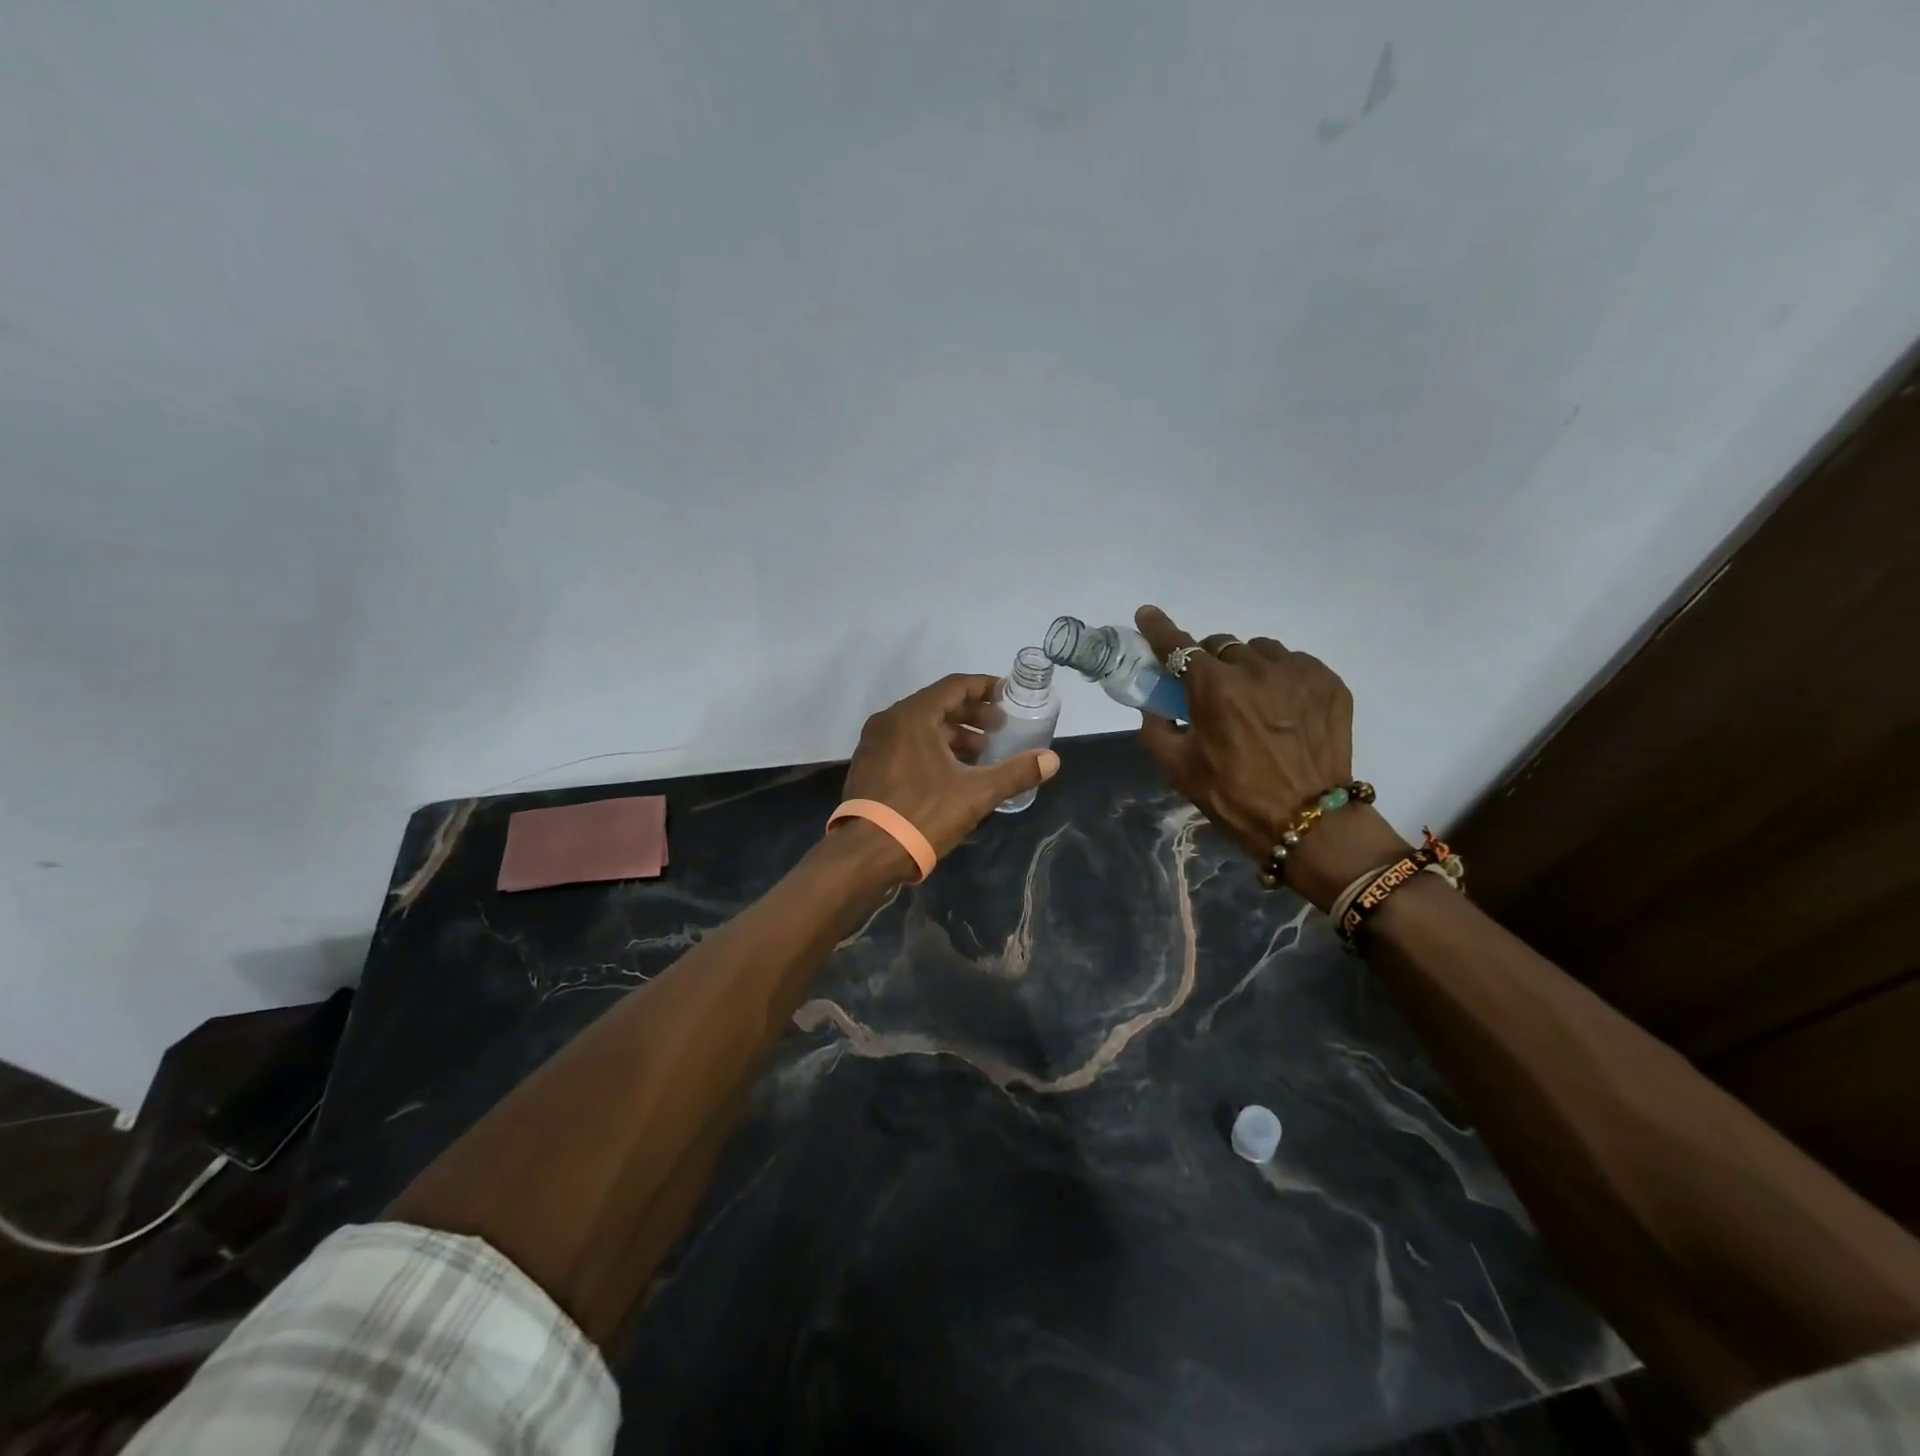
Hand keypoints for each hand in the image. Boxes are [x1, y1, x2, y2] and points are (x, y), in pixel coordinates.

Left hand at [842, 674, 1060, 866]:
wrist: (867, 853)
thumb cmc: (923, 814)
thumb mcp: (976, 794)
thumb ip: (1016, 773)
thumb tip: (1052, 760)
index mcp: (913, 716)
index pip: (954, 686)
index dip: (984, 688)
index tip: (1008, 695)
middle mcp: (889, 721)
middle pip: (937, 704)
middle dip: (971, 713)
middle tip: (999, 727)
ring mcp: (874, 744)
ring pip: (921, 726)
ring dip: (953, 733)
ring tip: (981, 752)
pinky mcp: (869, 766)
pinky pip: (906, 743)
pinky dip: (931, 747)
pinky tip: (951, 771)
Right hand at [1133, 606, 1408, 908]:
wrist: (1310, 822)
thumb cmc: (1235, 797)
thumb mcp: (1179, 769)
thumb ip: (1156, 730)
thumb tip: (1154, 707)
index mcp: (1215, 689)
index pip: (1179, 646)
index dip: (1159, 629)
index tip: (1147, 614)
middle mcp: (1256, 669)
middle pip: (1221, 645)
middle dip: (1209, 662)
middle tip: (1211, 692)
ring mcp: (1297, 672)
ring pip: (1259, 650)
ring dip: (1247, 666)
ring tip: (1253, 701)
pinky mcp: (1329, 682)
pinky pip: (1294, 663)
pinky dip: (1280, 677)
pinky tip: (1283, 708)